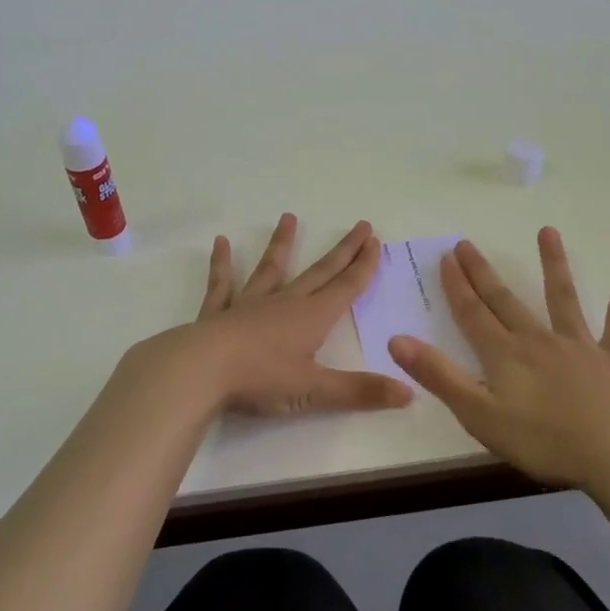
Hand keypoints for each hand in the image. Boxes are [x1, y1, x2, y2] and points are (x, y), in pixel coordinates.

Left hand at [181, 214, 413, 417]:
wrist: (199, 371)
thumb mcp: (315, 390)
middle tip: (360, 226)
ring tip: (288, 217)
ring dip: (282, 244)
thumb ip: (361, 391)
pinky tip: (220, 243)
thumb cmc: (260, 379)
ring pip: (271, 269)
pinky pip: (222, 284)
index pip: (345, 287)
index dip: (364, 266)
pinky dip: (222, 264)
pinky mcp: (218, 313)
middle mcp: (284, 303)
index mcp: (311, 318)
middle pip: (320, 272)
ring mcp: (249, 304)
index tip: (376, 242)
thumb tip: (410, 393)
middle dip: (343, 251)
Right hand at [388, 228, 609, 490]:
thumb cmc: (544, 441)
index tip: (445, 258)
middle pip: (505, 301)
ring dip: (553, 263)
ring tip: (547, 231)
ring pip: (562, 297)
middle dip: (482, 273)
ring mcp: (579, 344)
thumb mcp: (479, 415)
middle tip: (466, 243)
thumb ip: (439, 376)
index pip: (473, 314)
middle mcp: (538, 339)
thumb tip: (397, 340)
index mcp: (505, 355)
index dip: (456, 286)